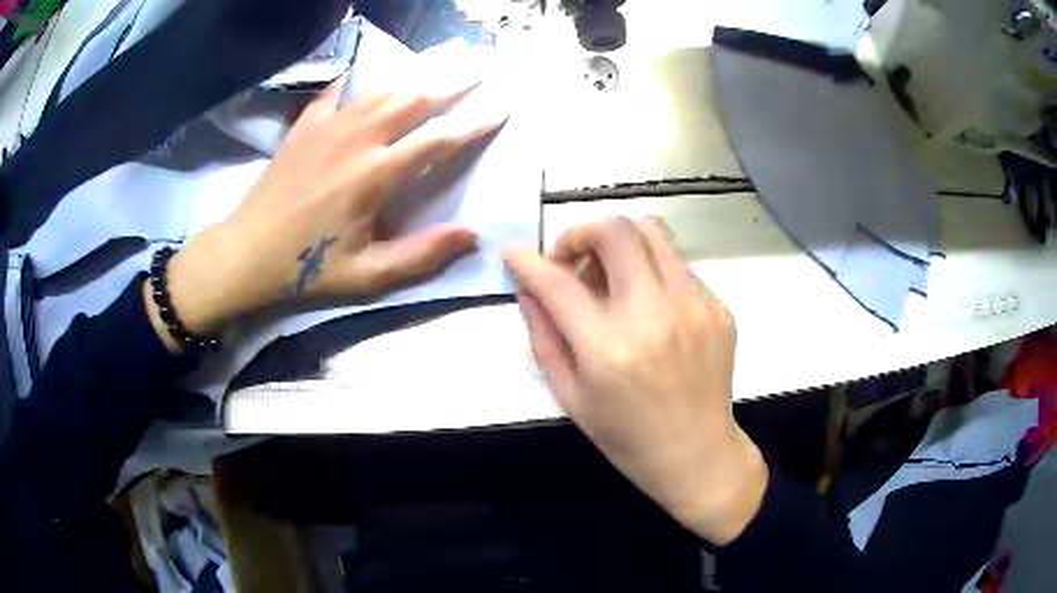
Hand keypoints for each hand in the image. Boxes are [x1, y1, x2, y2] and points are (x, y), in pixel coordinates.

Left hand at [146, 62, 504, 347]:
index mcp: (374, 175)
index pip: (437, 140)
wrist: (245, 252)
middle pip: (414, 98)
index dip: (473, 123)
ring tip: (443, 56)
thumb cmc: (306, 268)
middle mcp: (356, 139)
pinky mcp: (306, 124)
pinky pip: (342, 90)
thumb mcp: (366, 275)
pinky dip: (365, 77)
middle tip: (481, 65)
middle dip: (453, 80)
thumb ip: (420, 255)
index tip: (501, 107)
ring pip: (382, 87)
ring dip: (417, 70)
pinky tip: (375, 70)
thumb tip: (472, 234)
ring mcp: (328, 125)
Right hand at [504, 217, 766, 544]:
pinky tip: (649, 309)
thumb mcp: (570, 396)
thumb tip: (528, 287)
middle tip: (573, 262)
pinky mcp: (718, 307)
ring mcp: (694, 306)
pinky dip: (651, 273)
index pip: (559, 283)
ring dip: (620, 243)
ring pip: (653, 231)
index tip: (515, 255)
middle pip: (615, 230)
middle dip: (581, 234)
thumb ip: (543, 336)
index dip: (529, 262)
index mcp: (609, 348)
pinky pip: (677, 265)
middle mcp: (655, 315)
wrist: (697, 453)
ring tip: (611, 278)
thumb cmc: (626, 436)